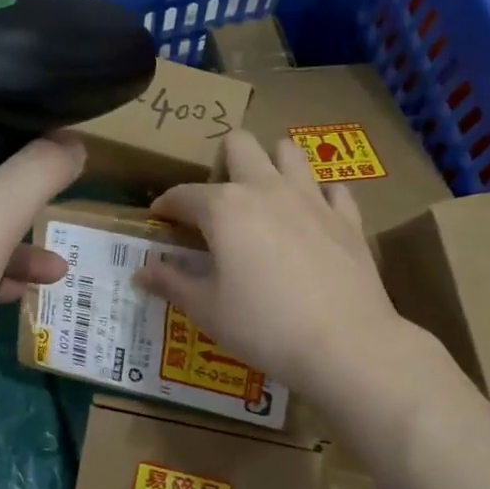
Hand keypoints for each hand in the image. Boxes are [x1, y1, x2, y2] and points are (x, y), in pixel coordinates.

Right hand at [138, 131, 404, 403]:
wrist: (344, 343)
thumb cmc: (263, 327)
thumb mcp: (207, 310)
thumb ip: (172, 283)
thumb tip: (141, 271)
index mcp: (225, 208)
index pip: (184, 195)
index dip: (166, 206)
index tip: (159, 219)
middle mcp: (267, 189)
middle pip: (239, 144)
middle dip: (222, 163)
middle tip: (218, 204)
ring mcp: (312, 199)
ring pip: (289, 151)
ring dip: (271, 165)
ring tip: (264, 200)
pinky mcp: (348, 218)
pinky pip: (331, 188)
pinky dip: (317, 197)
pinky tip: (310, 221)